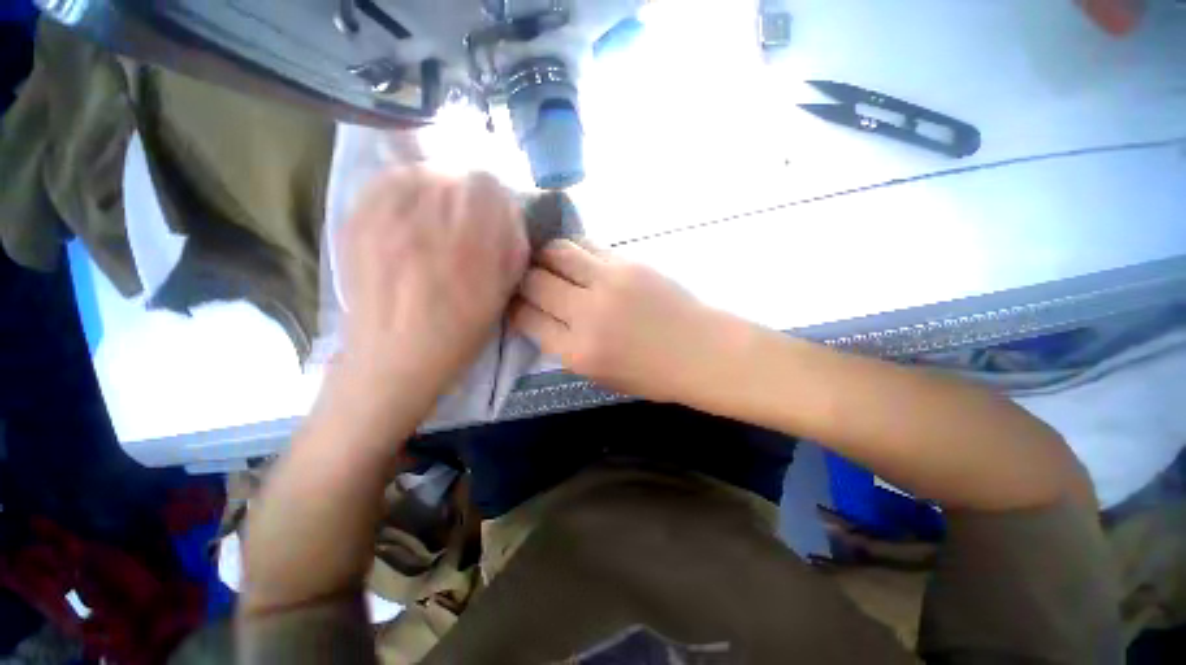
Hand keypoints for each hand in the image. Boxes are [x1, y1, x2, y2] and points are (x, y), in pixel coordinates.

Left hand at [337, 167, 528, 407]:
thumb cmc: (457, 336)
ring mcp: (383, 219)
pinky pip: (383, 182)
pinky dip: (403, 187)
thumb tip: (510, 213)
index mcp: (469, 245)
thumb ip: (512, 249)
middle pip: (454, 175)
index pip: (487, 185)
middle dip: (468, 194)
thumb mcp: (501, 295)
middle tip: (468, 219)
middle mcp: (425, 223)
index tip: (495, 215)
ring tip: (438, 214)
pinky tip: (409, 210)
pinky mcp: (355, 223)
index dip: (496, 197)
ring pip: (419, 173)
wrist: (392, 360)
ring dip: (437, 188)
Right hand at [511, 239, 742, 402]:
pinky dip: (572, 250)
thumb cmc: (652, 375)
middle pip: (533, 282)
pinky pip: (585, 245)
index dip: (513, 308)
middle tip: (528, 282)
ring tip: (549, 265)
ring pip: (555, 253)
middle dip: (522, 280)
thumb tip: (542, 317)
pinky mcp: (627, 263)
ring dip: (545, 257)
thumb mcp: (599, 377)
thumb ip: (565, 347)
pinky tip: (575, 258)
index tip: (516, 304)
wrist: (702, 352)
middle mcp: (586, 314)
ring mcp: (608, 283)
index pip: (525, 318)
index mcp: (577, 353)